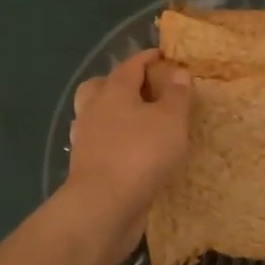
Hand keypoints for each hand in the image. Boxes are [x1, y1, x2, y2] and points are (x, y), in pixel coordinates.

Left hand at [63, 50, 192, 253]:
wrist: (104, 206)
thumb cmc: (140, 154)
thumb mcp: (171, 119)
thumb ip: (177, 94)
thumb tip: (178, 71)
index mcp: (113, 90)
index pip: (131, 64)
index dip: (150, 58)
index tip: (167, 57)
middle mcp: (94, 109)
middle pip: (101, 85)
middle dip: (121, 83)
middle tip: (145, 89)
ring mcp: (86, 139)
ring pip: (98, 115)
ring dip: (116, 113)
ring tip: (143, 122)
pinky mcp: (88, 166)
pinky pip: (101, 143)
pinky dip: (116, 141)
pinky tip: (135, 151)